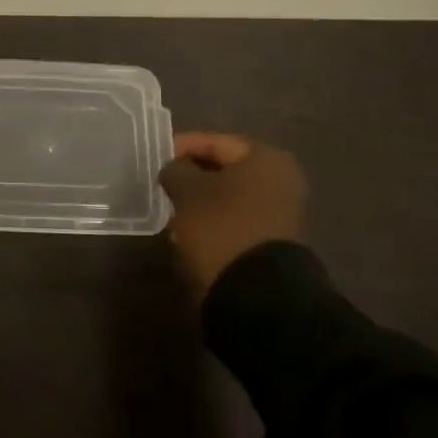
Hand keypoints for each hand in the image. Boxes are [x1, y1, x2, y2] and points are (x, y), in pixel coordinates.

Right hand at [158, 132, 306, 294]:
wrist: (256, 294)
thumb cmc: (221, 227)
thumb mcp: (188, 191)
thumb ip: (176, 169)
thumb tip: (175, 169)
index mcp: (266, 159)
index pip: (215, 142)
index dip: (182, 147)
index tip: (157, 158)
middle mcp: (280, 180)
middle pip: (224, 169)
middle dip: (191, 176)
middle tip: (163, 183)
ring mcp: (279, 212)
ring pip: (228, 196)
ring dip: (200, 200)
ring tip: (170, 209)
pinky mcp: (271, 240)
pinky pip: (234, 219)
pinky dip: (212, 220)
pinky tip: (188, 231)